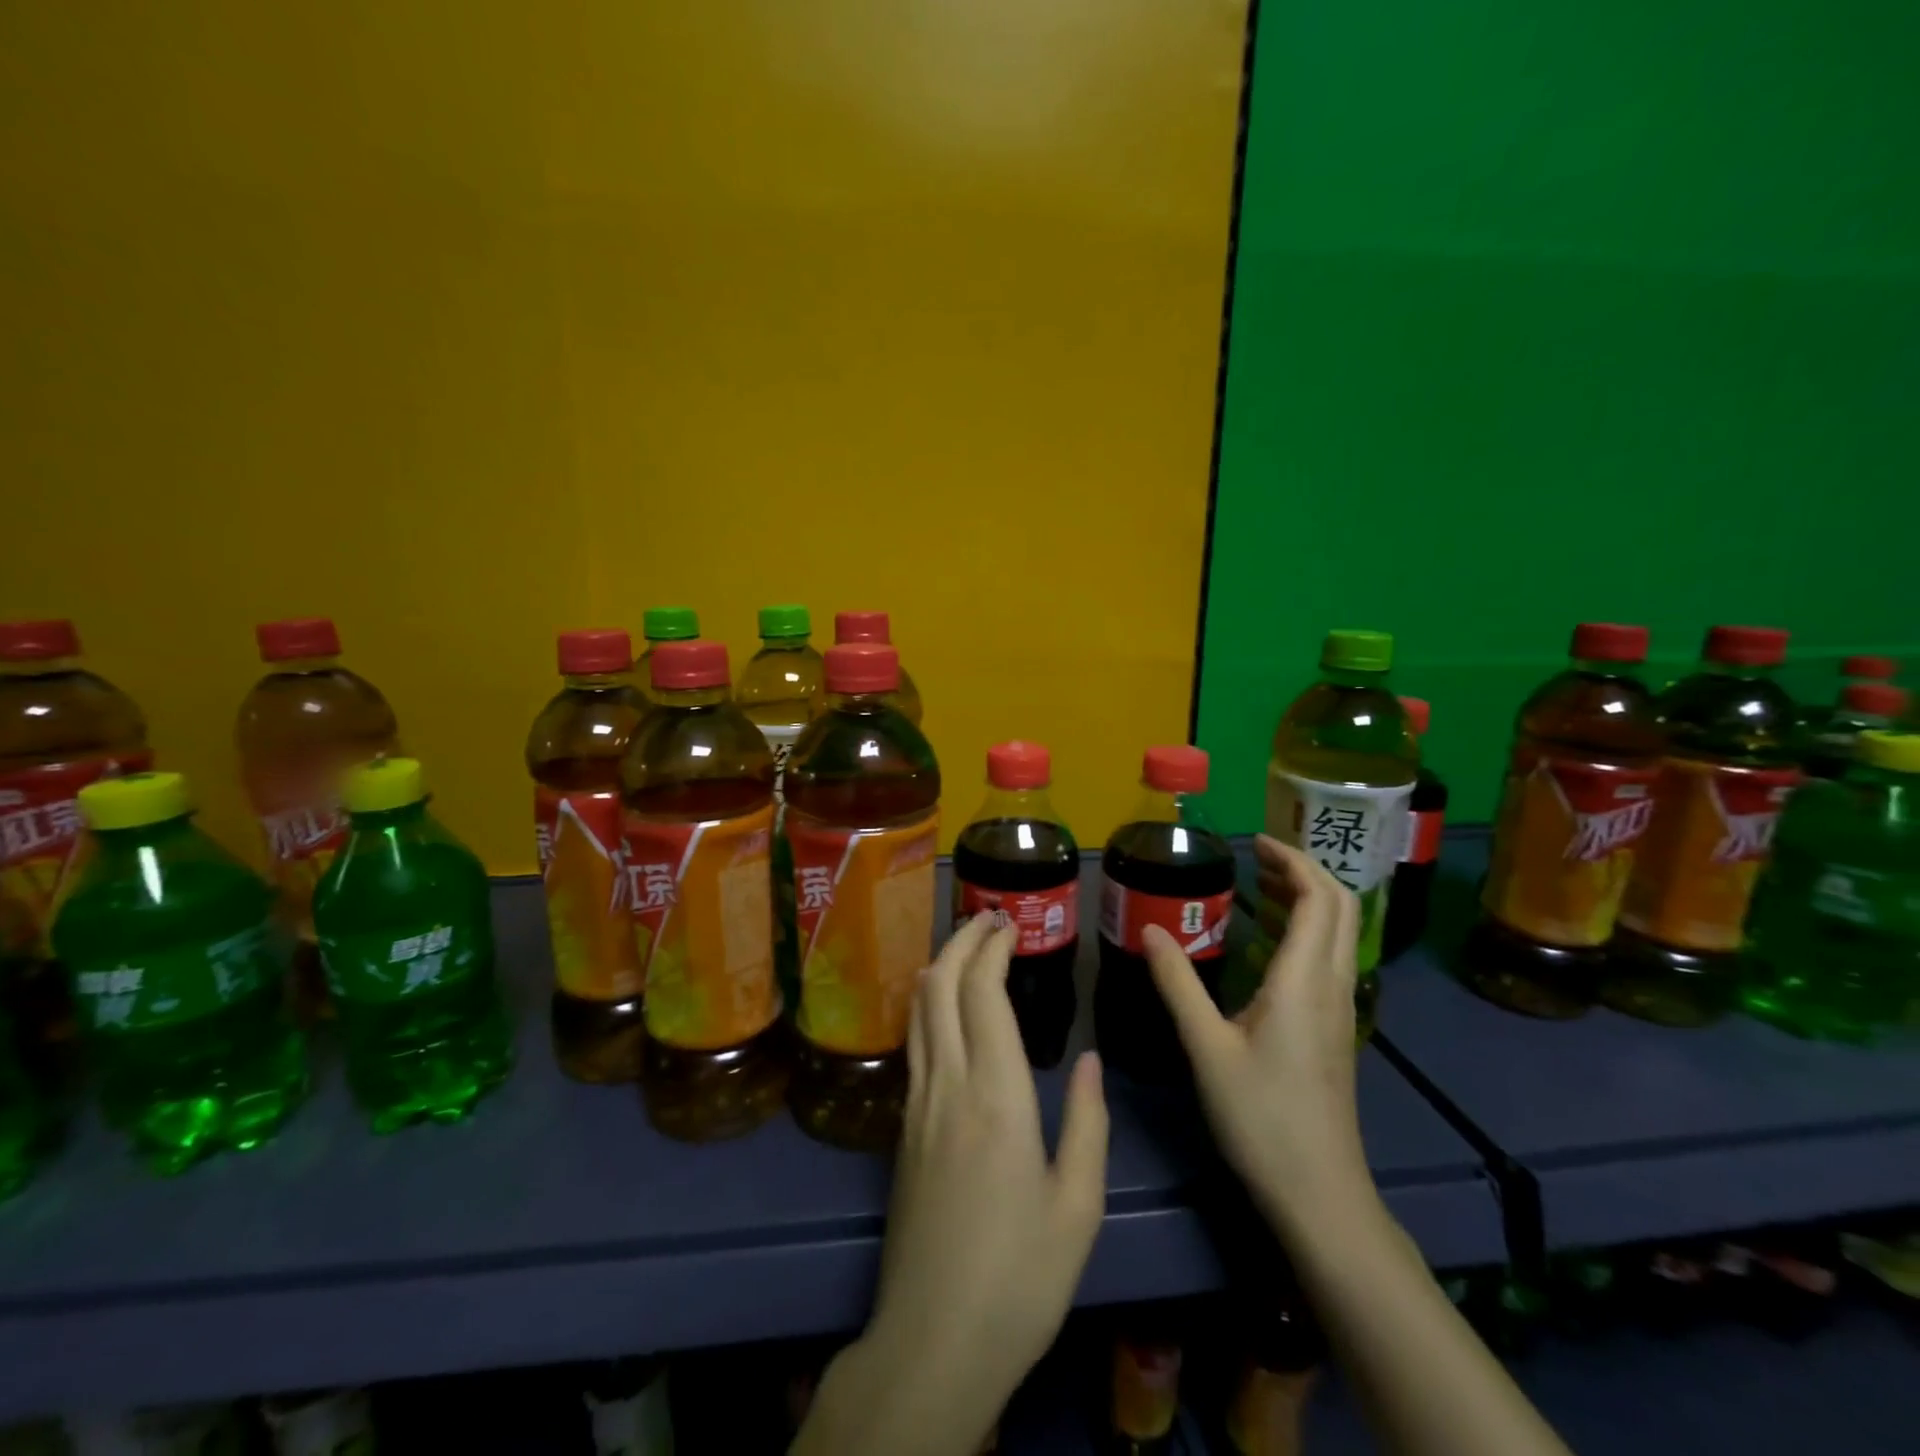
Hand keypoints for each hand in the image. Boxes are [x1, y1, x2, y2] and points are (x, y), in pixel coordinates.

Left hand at [797, 914, 1108, 1455]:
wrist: (933, 1340)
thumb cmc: (1020, 1277)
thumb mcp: (1078, 1207)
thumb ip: (1088, 1124)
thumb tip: (1090, 1060)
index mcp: (997, 1096)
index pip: (984, 994)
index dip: (992, 948)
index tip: (1010, 923)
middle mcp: (948, 1084)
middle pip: (940, 986)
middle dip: (960, 942)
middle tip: (987, 919)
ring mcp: (917, 1104)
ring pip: (918, 1010)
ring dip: (939, 966)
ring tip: (965, 946)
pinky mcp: (902, 1127)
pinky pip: (913, 1043)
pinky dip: (926, 1004)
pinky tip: (940, 1006)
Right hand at [1141, 835, 1370, 1233]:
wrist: (1319, 1193)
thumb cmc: (1261, 1117)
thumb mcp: (1207, 1047)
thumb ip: (1177, 983)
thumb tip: (1149, 929)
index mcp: (1304, 980)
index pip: (1319, 897)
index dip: (1293, 860)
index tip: (1254, 842)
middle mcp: (1331, 984)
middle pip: (1340, 907)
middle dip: (1304, 870)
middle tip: (1256, 858)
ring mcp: (1339, 1008)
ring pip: (1338, 932)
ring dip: (1307, 898)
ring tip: (1258, 887)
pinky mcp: (1334, 1029)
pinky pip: (1328, 957)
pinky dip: (1304, 929)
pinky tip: (1266, 943)